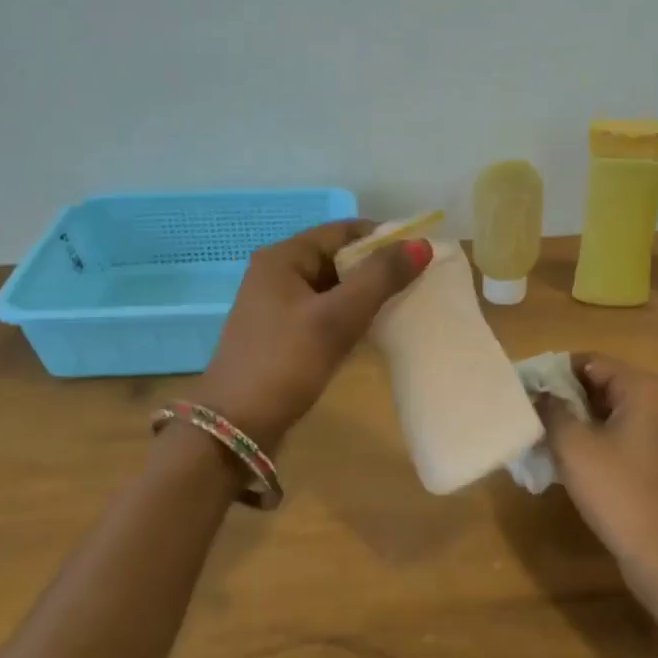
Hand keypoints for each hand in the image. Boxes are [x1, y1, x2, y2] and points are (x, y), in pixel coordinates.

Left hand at [192, 220, 429, 452]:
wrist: (236, 427)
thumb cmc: (286, 362)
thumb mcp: (337, 317)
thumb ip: (380, 278)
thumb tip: (421, 244)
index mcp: (283, 257)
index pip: (343, 230)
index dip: (383, 238)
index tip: (420, 255)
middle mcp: (277, 273)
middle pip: (338, 257)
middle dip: (376, 268)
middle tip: (418, 283)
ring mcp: (277, 305)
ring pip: (333, 287)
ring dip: (365, 294)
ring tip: (403, 306)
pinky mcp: (282, 333)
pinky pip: (323, 311)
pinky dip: (349, 315)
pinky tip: (372, 331)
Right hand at [539, 353, 657, 631]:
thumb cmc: (619, 491)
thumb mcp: (574, 446)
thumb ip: (550, 410)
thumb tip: (536, 393)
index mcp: (644, 388)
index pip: (589, 362)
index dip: (552, 373)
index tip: (522, 388)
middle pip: (600, 385)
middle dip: (562, 398)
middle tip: (526, 412)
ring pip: (607, 413)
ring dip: (575, 422)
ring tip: (538, 435)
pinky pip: (619, 436)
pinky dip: (592, 441)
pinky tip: (564, 459)